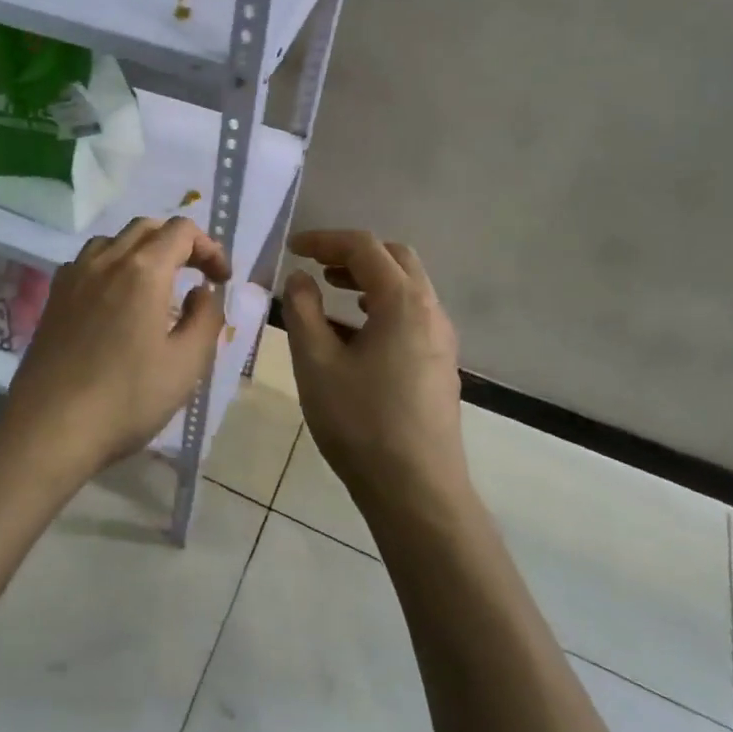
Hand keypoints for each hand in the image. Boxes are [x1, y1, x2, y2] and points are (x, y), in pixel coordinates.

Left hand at [1, 217, 231, 478]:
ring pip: (113, 240)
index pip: (182, 231)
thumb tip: (202, 291)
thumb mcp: (187, 364)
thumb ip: (206, 318)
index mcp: (143, 270)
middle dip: (178, 243)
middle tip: (197, 276)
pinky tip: (115, 301)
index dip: (209, 248)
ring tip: (157, 286)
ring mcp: (74, 276)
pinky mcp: (54, 297)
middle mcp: (106, 260)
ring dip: (143, 251)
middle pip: (147, 227)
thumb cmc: (127, 398)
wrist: (51, 427)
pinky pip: (88, 262)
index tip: (221, 280)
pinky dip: (112, 266)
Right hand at [283, 230, 469, 518]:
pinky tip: (351, 334)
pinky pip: (410, 316)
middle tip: (315, 265)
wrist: (416, 491)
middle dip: (352, 254)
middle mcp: (431, 311)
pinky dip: (380, 306)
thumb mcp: (316, 362)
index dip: (324, 240)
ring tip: (329, 292)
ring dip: (367, 280)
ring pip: (406, 288)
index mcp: (403, 302)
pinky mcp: (439, 364)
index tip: (292, 248)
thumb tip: (301, 278)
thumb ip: (303, 310)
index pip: (364, 248)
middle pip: (395, 259)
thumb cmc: (360, 422)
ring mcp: (441, 339)